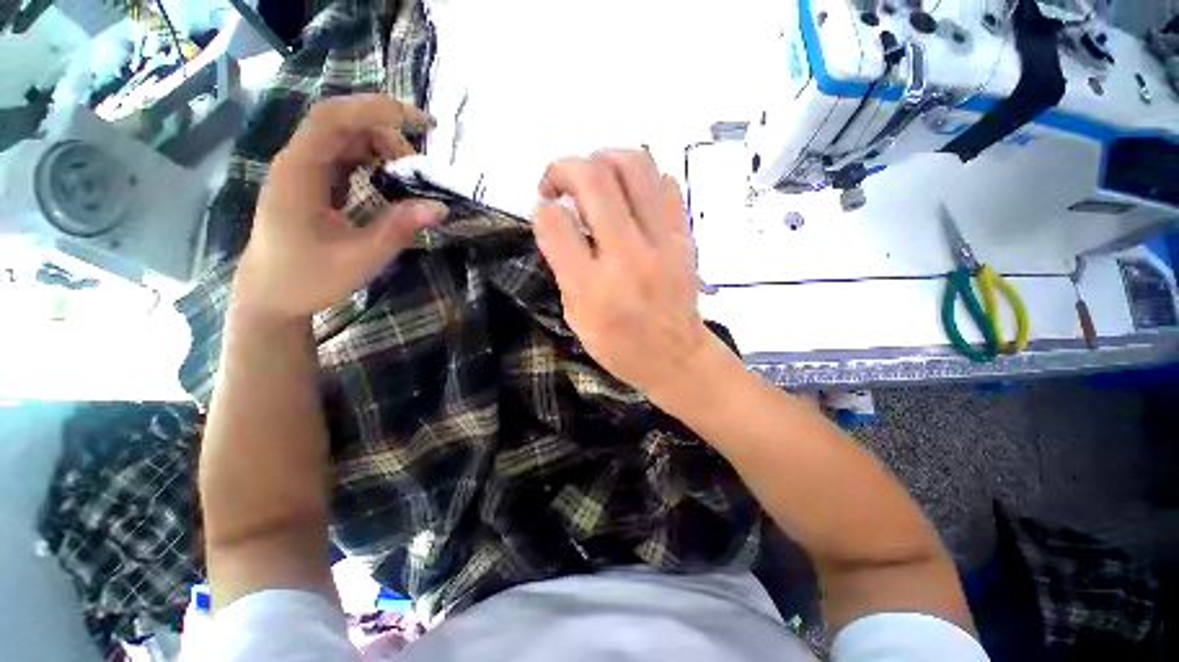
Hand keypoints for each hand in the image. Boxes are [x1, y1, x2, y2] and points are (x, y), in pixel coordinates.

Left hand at [234, 95, 447, 321]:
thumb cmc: (308, 278)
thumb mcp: (360, 258)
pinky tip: (391, 179)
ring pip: (345, 139)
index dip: (376, 110)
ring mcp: (304, 172)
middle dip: (387, 133)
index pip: (333, 120)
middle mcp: (298, 163)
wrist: (270, 295)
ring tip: (410, 175)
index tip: (421, 122)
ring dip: (381, 147)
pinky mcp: (313, 184)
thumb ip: (399, 229)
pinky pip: (345, 158)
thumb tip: (440, 207)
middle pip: (343, 124)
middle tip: (421, 167)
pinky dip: (372, 160)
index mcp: (298, 173)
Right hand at [534, 150, 730, 399]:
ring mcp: (663, 242)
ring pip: (634, 164)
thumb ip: (564, 268)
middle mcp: (627, 257)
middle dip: (564, 167)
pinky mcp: (685, 236)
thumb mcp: (576, 318)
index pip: (555, 223)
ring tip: (594, 179)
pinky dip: (641, 179)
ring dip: (603, 159)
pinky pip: (664, 182)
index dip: (542, 209)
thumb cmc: (620, 347)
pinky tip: (630, 199)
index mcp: (592, 288)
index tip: (545, 210)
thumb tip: (558, 220)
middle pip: (593, 178)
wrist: (676, 358)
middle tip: (558, 183)